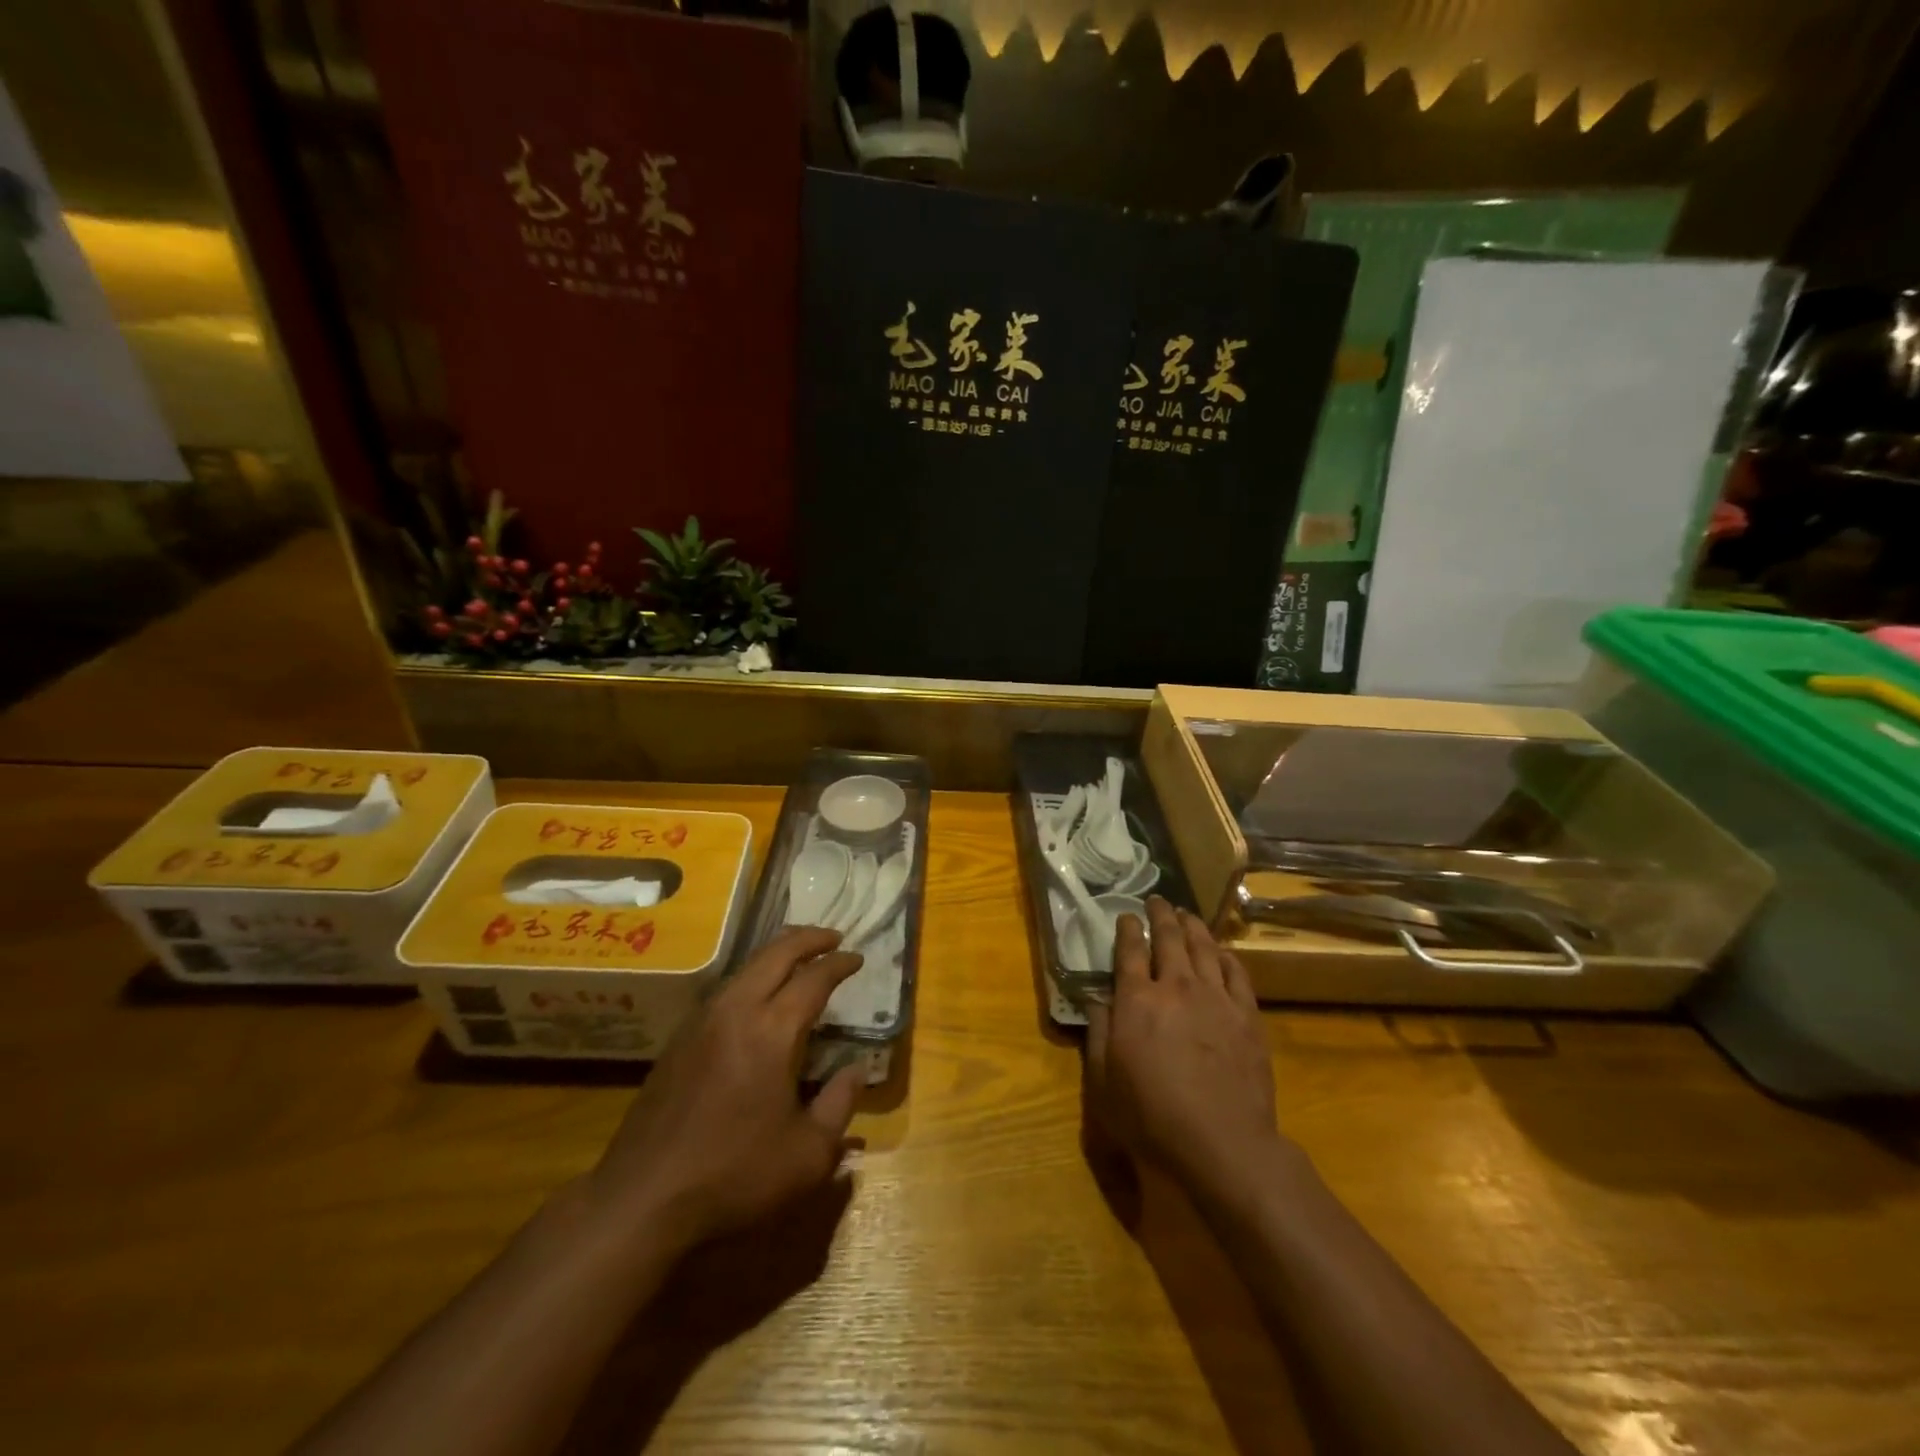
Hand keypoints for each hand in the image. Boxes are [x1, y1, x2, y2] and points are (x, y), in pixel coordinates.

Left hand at [586, 926, 864, 1251]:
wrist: (642, 1199)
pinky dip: (752, 977)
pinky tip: (757, 997)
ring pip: (746, 967)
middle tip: (832, 937)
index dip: (839, 963)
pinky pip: (725, 989)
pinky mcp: (679, 1040)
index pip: (813, 978)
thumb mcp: (808, 1154)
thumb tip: (857, 1071)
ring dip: (777, 954)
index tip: (858, 957)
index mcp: (772, 1031)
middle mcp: (736, 1011)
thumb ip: (840, 1105)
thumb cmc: (735, 1176)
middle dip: (808, 939)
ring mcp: (702, 1022)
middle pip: (775, 954)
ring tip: (799, 959)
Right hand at [1084, 897, 1280, 1196]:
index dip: (1127, 929)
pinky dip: (1225, 956)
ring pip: (1204, 947)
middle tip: (1157, 901)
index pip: (1130, 951)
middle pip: (1169, 938)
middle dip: (1161, 915)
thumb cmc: (1152, 1117)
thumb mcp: (1104, 1082)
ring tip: (1186, 914)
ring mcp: (1215, 998)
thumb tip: (1097, 1000)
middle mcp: (1176, 987)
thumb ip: (1097, 1033)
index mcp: (1137, 1000)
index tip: (1126, 916)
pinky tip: (1221, 952)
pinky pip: (1236, 972)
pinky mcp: (1246, 1014)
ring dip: (1193, 926)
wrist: (1222, 1143)